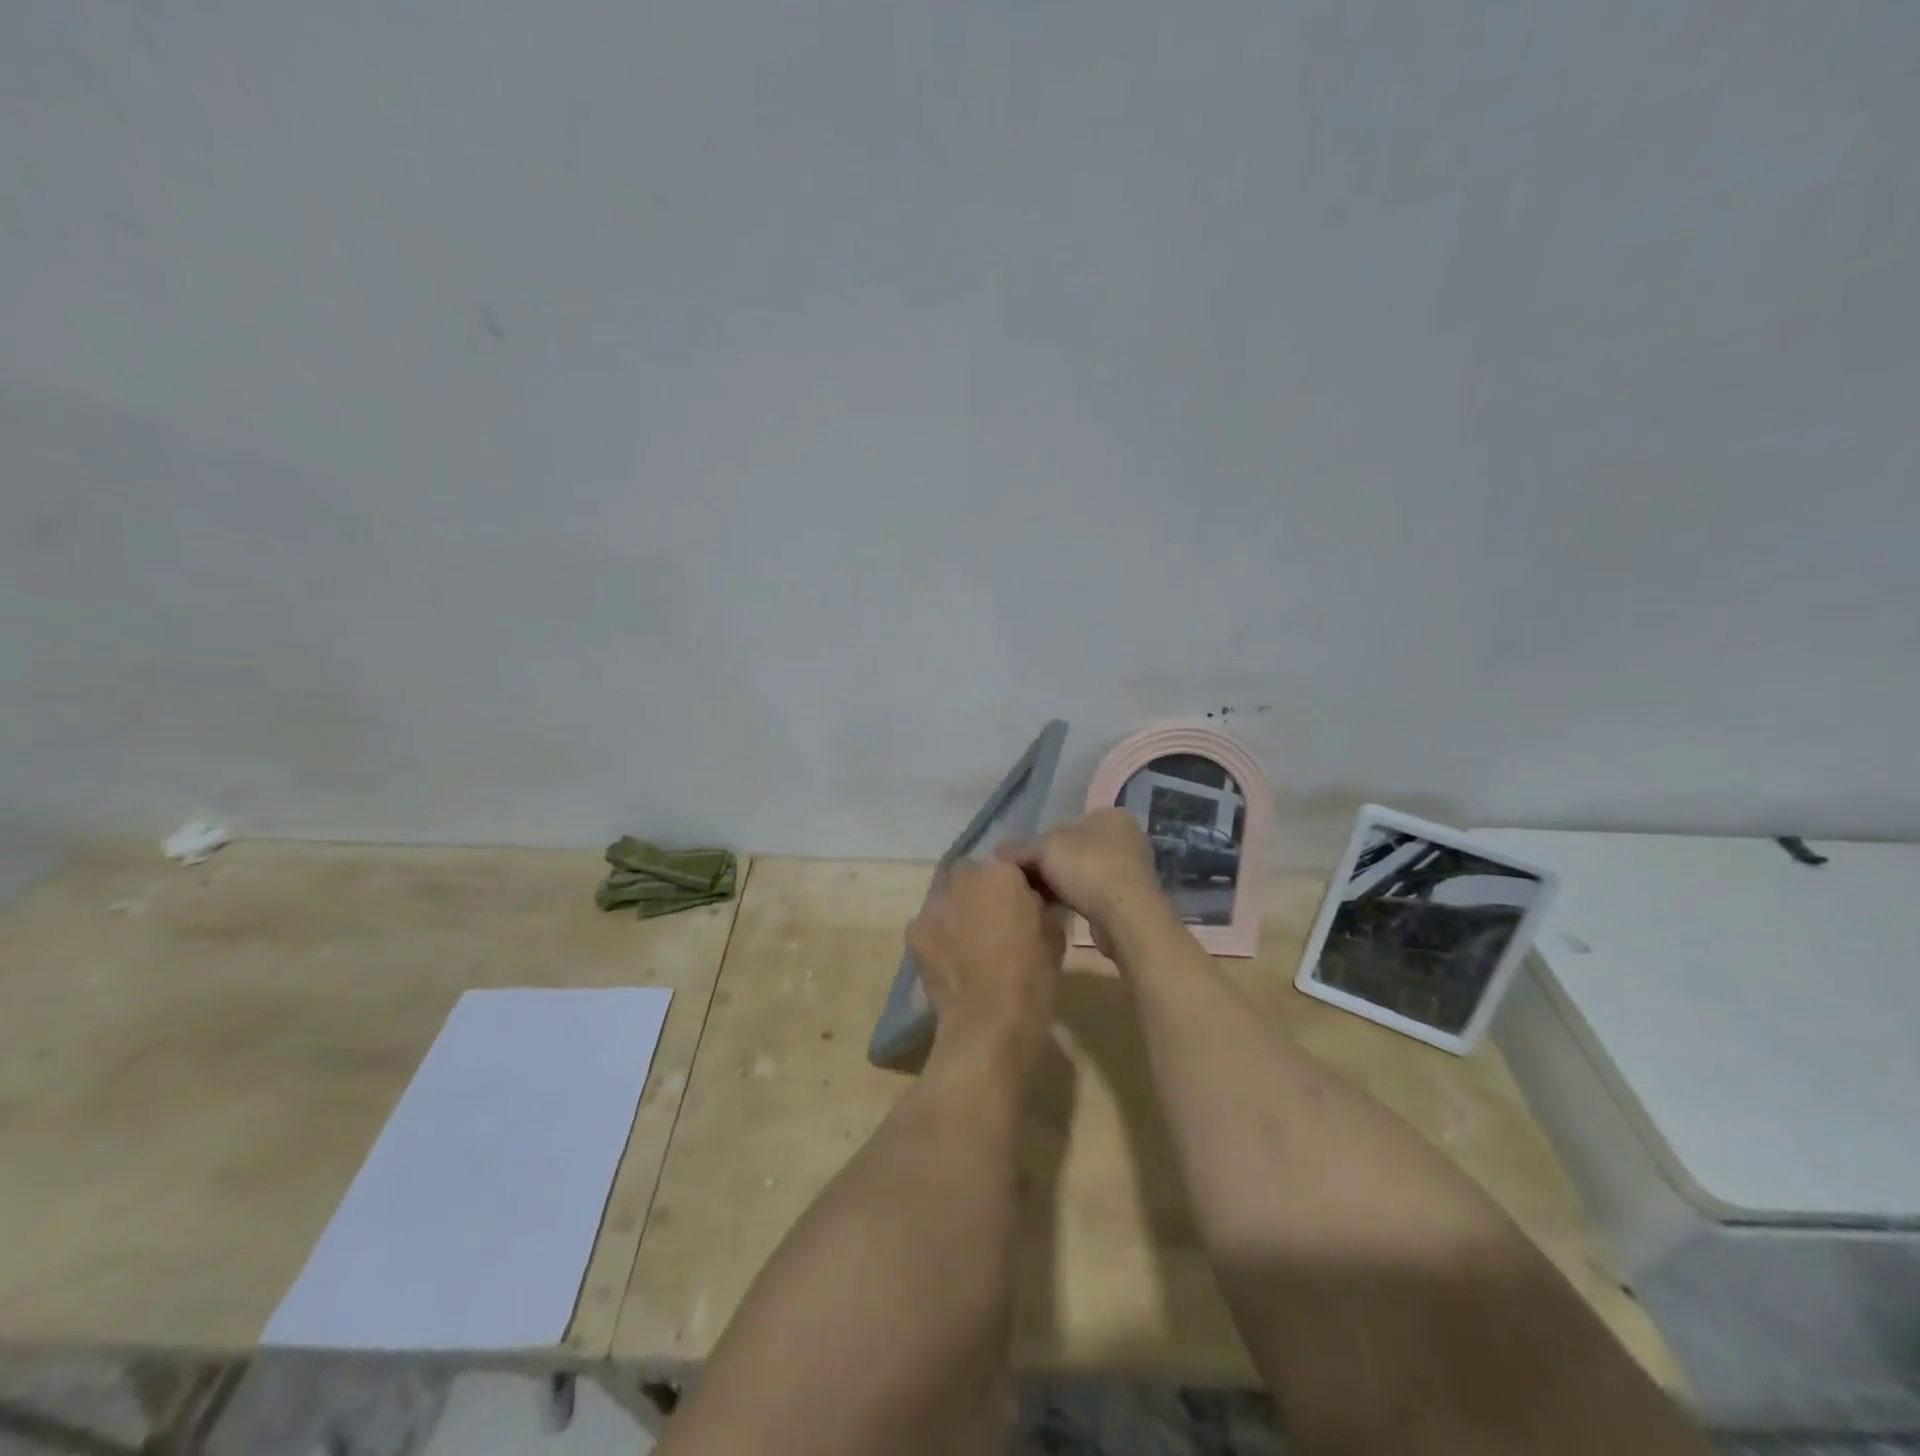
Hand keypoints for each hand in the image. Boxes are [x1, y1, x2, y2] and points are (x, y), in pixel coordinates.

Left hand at [907, 858, 1063, 1073]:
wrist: (989, 1022)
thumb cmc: (1032, 976)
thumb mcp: (1055, 934)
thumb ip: (1043, 905)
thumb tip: (1037, 898)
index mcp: (1000, 873)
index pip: (1006, 863)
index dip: (1013, 882)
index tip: (1021, 902)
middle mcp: (963, 878)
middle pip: (970, 872)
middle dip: (980, 888)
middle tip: (994, 917)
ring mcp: (933, 904)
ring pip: (945, 894)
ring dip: (957, 906)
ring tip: (970, 937)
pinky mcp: (914, 932)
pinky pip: (929, 922)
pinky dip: (939, 932)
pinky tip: (952, 956)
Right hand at [997, 809, 1172, 956]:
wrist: (1128, 919)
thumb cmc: (1089, 870)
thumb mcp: (1046, 851)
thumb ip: (1020, 848)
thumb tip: (998, 850)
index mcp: (1110, 815)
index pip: (1063, 824)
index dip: (1037, 843)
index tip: (1020, 863)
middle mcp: (1124, 837)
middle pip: (1072, 848)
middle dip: (1048, 864)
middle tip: (1025, 881)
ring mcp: (1129, 868)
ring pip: (1080, 871)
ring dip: (1059, 883)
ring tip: (1036, 897)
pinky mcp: (1128, 896)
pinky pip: (1091, 891)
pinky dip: (1073, 897)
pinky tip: (1055, 908)